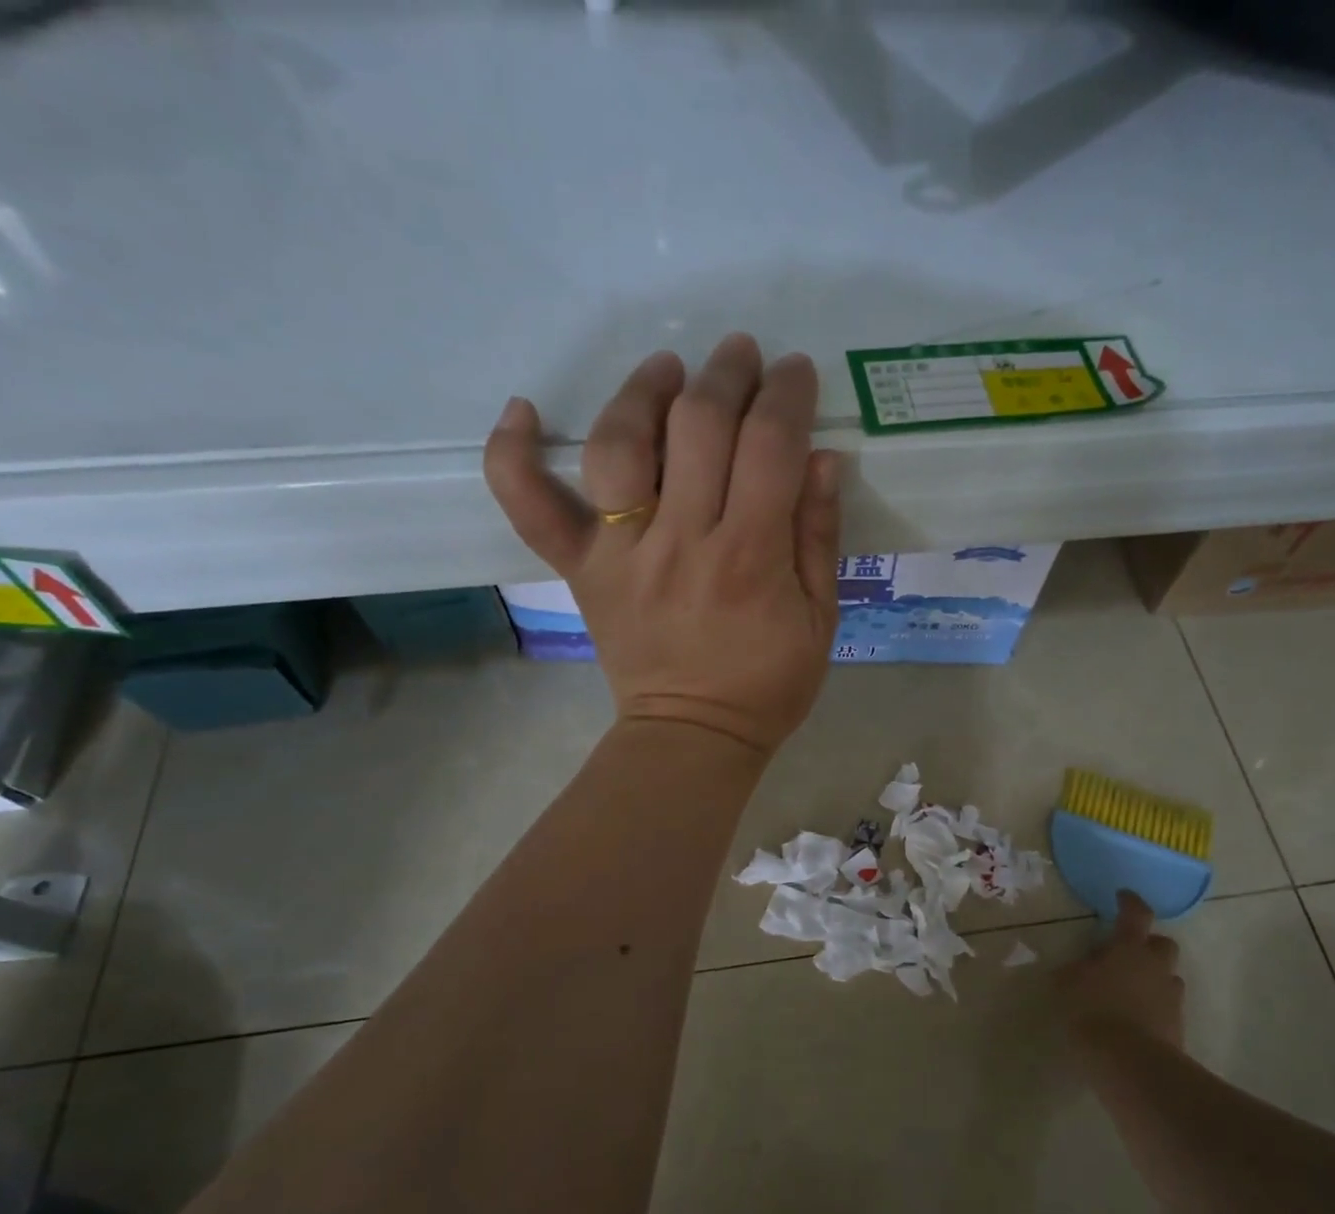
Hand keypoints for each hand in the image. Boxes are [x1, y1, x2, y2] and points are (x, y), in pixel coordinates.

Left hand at [485, 334, 841, 757]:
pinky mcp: (582, 572)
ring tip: (665, 371)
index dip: (786, 396)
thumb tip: (821, 458)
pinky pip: (532, 509)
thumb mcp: (820, 619)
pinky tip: (522, 412)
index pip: (770, 446)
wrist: (693, 736)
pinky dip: (514, 457)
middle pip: (698, 428)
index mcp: (751, 557)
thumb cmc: (767, 683)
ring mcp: (622, 555)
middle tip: (740, 356)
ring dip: (642, 392)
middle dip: (725, 376)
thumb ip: (819, 537)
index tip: (795, 373)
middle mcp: (683, 542)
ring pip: (619, 447)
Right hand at [1055, 891, 1185, 1052]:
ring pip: (1167, 977)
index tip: (1122, 896)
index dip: (1130, 902)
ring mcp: (1171, 997)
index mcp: (1129, 949)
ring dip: (1153, 979)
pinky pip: (1167, 1007)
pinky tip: (1134, 1020)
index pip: (1136, 914)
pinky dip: (1154, 1008)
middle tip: (1128, 954)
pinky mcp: (1177, 1026)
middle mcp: (1155, 966)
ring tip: (1129, 992)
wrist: (1131, 1063)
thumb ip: (1074, 971)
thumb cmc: (1093, 1012)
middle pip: (1163, 944)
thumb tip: (1077, 966)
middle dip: (1149, 945)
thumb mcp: (1067, 986)